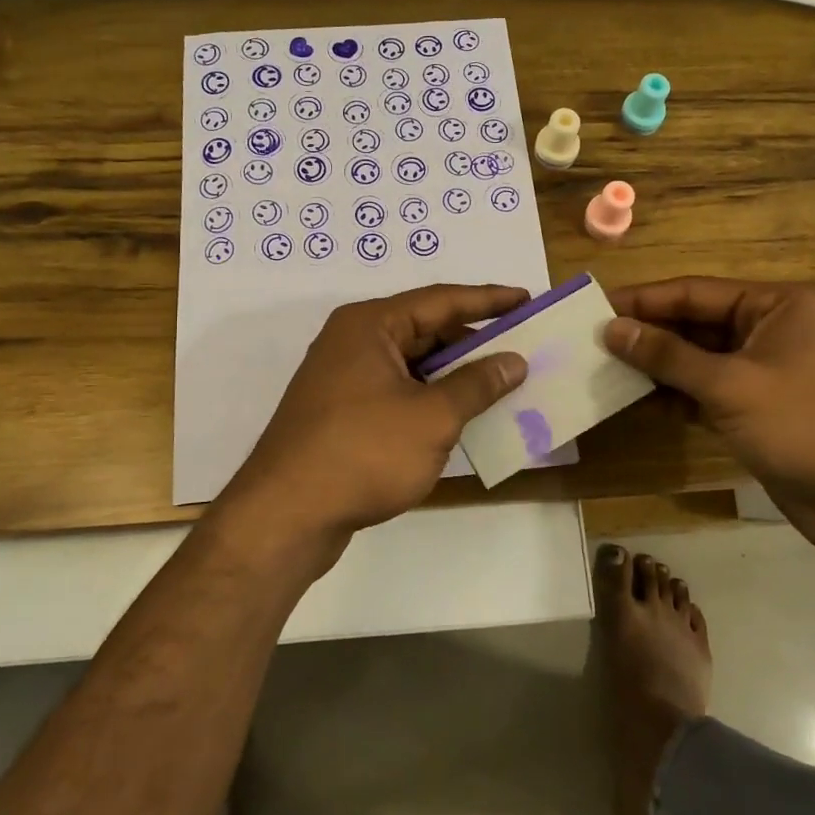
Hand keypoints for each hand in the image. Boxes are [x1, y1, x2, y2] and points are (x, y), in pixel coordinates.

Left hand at [220, 283, 529, 548]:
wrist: (287, 515)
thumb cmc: (364, 452)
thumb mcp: (432, 417)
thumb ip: (477, 384)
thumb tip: (513, 361)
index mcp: (371, 325)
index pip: (441, 300)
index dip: (489, 300)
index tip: (527, 300)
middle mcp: (354, 342)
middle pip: (425, 331)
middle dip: (473, 342)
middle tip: (521, 350)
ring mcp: (344, 379)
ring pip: (412, 366)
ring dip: (454, 376)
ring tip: (501, 386)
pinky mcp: (342, 414)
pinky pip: (398, 393)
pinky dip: (430, 401)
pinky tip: (461, 419)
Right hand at [604, 277, 814, 536]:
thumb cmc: (806, 423)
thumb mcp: (730, 384)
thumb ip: (668, 355)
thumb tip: (612, 329)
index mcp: (775, 306)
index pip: (695, 292)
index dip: (644, 300)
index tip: (596, 307)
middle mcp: (770, 331)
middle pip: (695, 324)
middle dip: (648, 334)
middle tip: (592, 342)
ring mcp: (764, 373)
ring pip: (698, 360)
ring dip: (657, 367)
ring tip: (605, 370)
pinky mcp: (758, 410)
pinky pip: (706, 392)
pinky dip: (676, 396)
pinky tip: (639, 402)